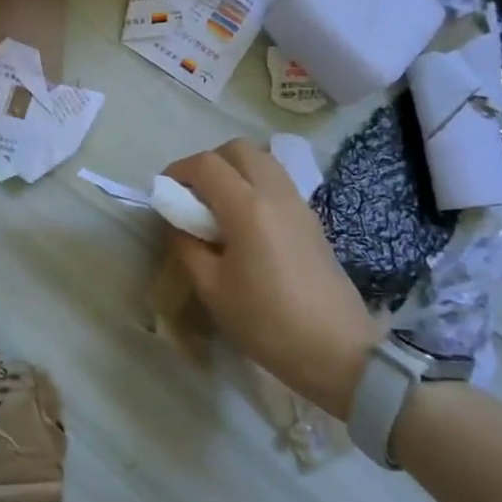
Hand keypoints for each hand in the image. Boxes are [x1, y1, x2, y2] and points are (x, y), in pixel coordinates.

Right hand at [163, 140, 382, 418]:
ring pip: (262, 161)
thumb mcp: (212, 289)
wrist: (337, 352)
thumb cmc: (267, 322)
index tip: (164, 193)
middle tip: (192, 195)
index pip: (206, 165)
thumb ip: (187, 246)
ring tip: (218, 207)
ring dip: (234, 171)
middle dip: (209, 162)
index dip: (178, 171)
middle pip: (238, 149)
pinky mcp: (312, 221)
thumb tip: (178, 222)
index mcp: (247, 207)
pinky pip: (278, 183)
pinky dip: (255, 186)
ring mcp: (299, 205)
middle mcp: (275, 194)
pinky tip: (246, 224)